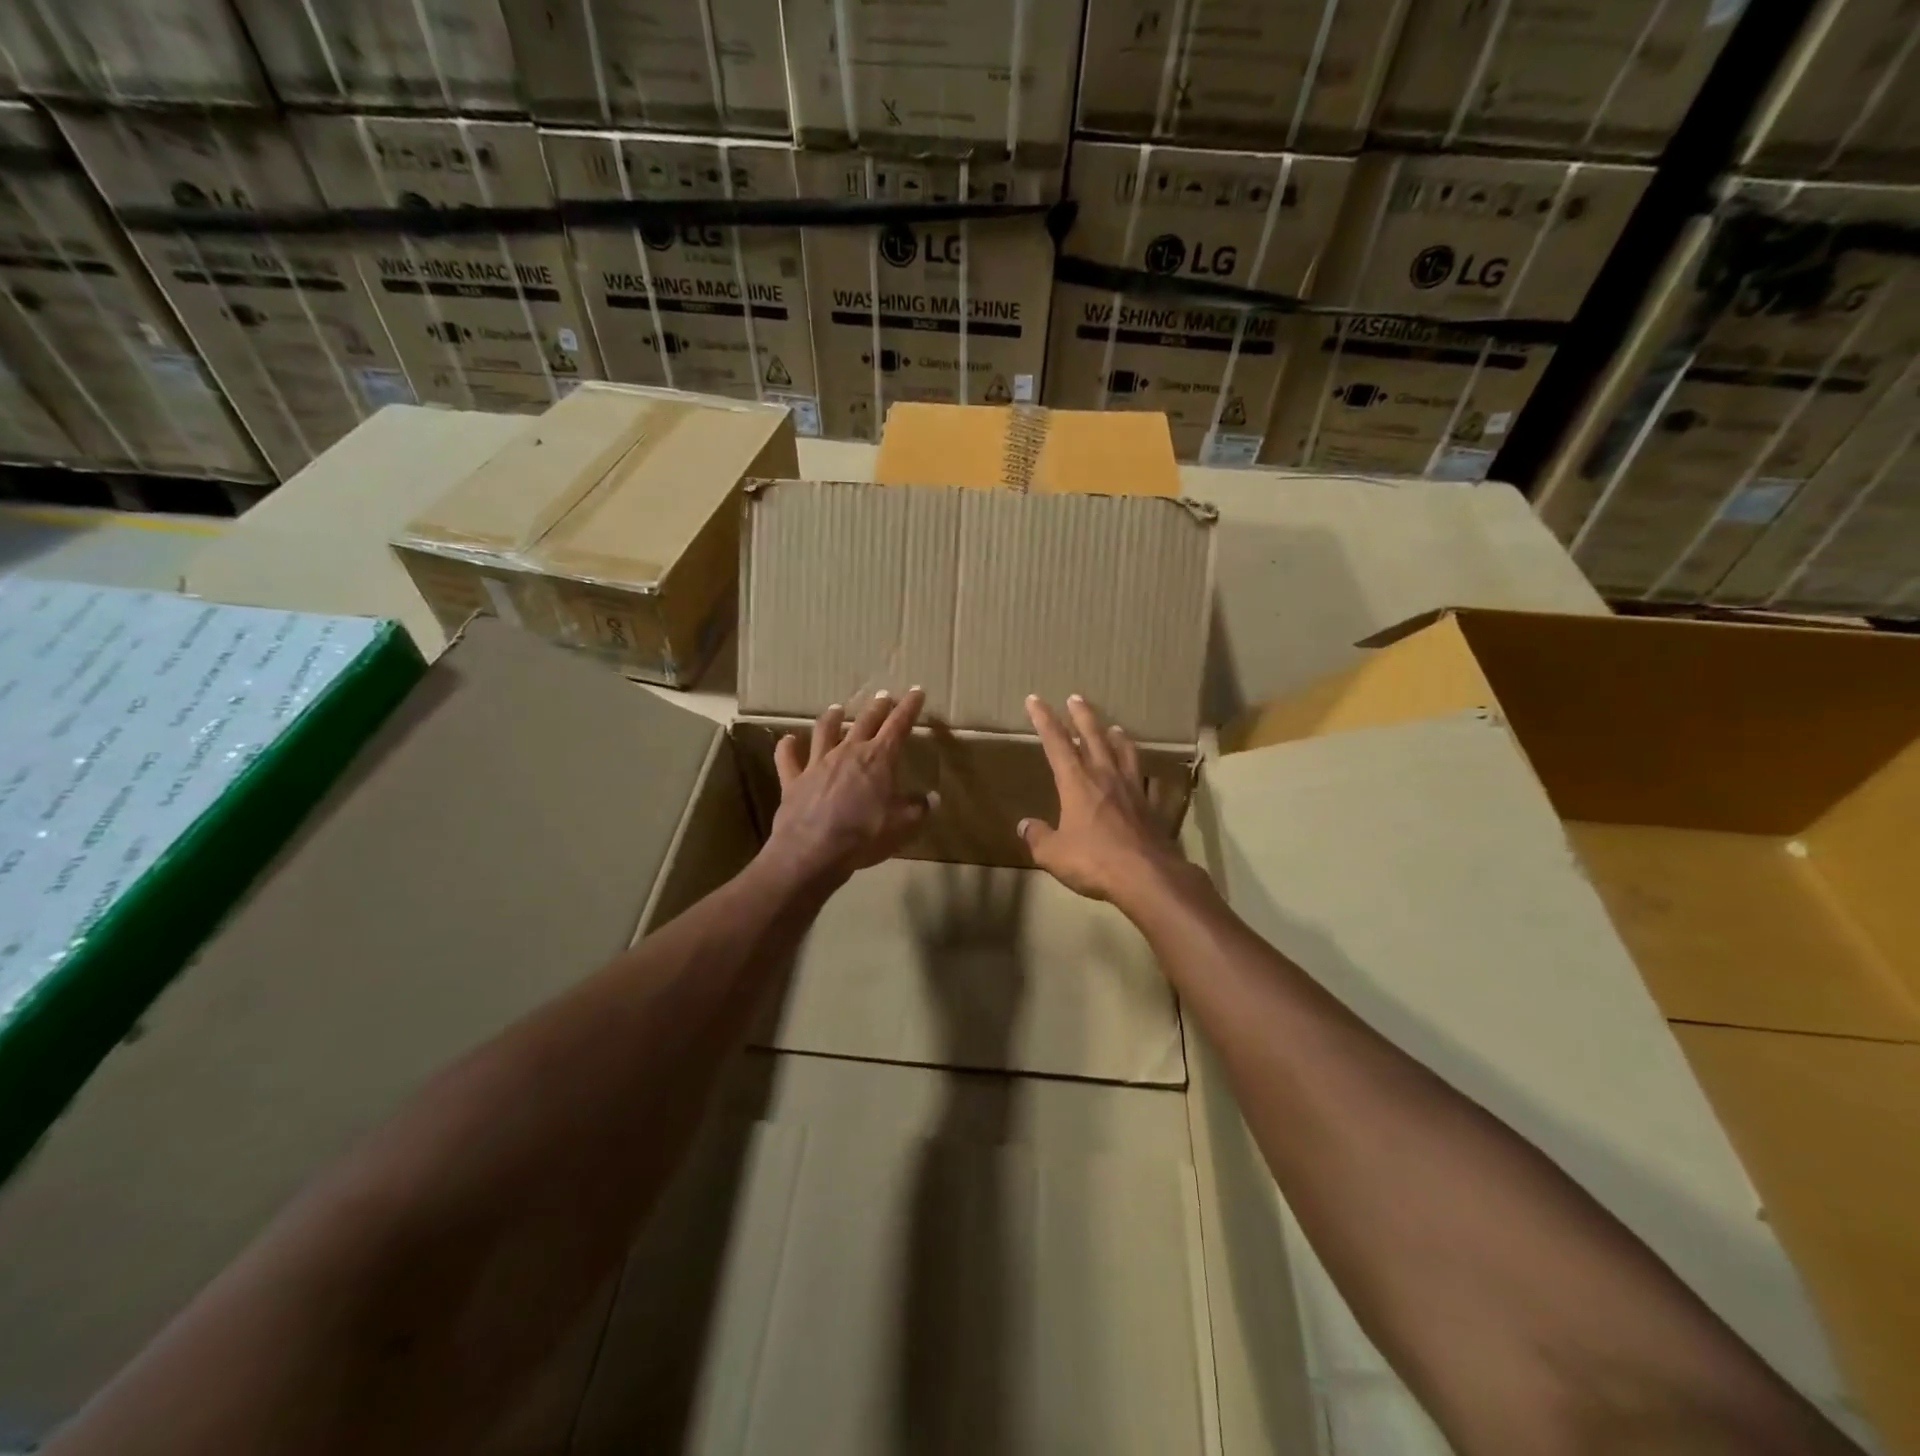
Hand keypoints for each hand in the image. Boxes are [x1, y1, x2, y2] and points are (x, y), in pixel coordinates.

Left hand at [762, 689, 932, 889]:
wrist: (813, 851)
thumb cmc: (864, 836)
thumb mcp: (901, 825)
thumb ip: (918, 808)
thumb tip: (932, 798)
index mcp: (878, 759)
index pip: (898, 726)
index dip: (909, 707)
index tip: (916, 691)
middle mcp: (848, 752)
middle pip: (865, 722)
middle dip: (877, 707)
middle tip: (883, 696)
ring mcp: (817, 764)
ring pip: (825, 731)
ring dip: (833, 718)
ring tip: (837, 708)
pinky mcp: (793, 780)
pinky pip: (787, 758)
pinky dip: (787, 747)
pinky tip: (787, 740)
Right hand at [1019, 694, 1190, 904]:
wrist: (1146, 876)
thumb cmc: (1093, 861)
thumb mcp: (1053, 853)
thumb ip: (1038, 837)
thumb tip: (1025, 825)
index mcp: (1077, 783)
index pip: (1057, 743)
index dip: (1044, 720)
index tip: (1035, 700)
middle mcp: (1105, 777)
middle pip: (1093, 738)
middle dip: (1082, 716)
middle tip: (1076, 698)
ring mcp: (1133, 789)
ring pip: (1124, 753)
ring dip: (1116, 737)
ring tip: (1114, 727)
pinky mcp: (1152, 807)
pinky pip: (1147, 781)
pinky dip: (1143, 773)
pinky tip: (1145, 775)